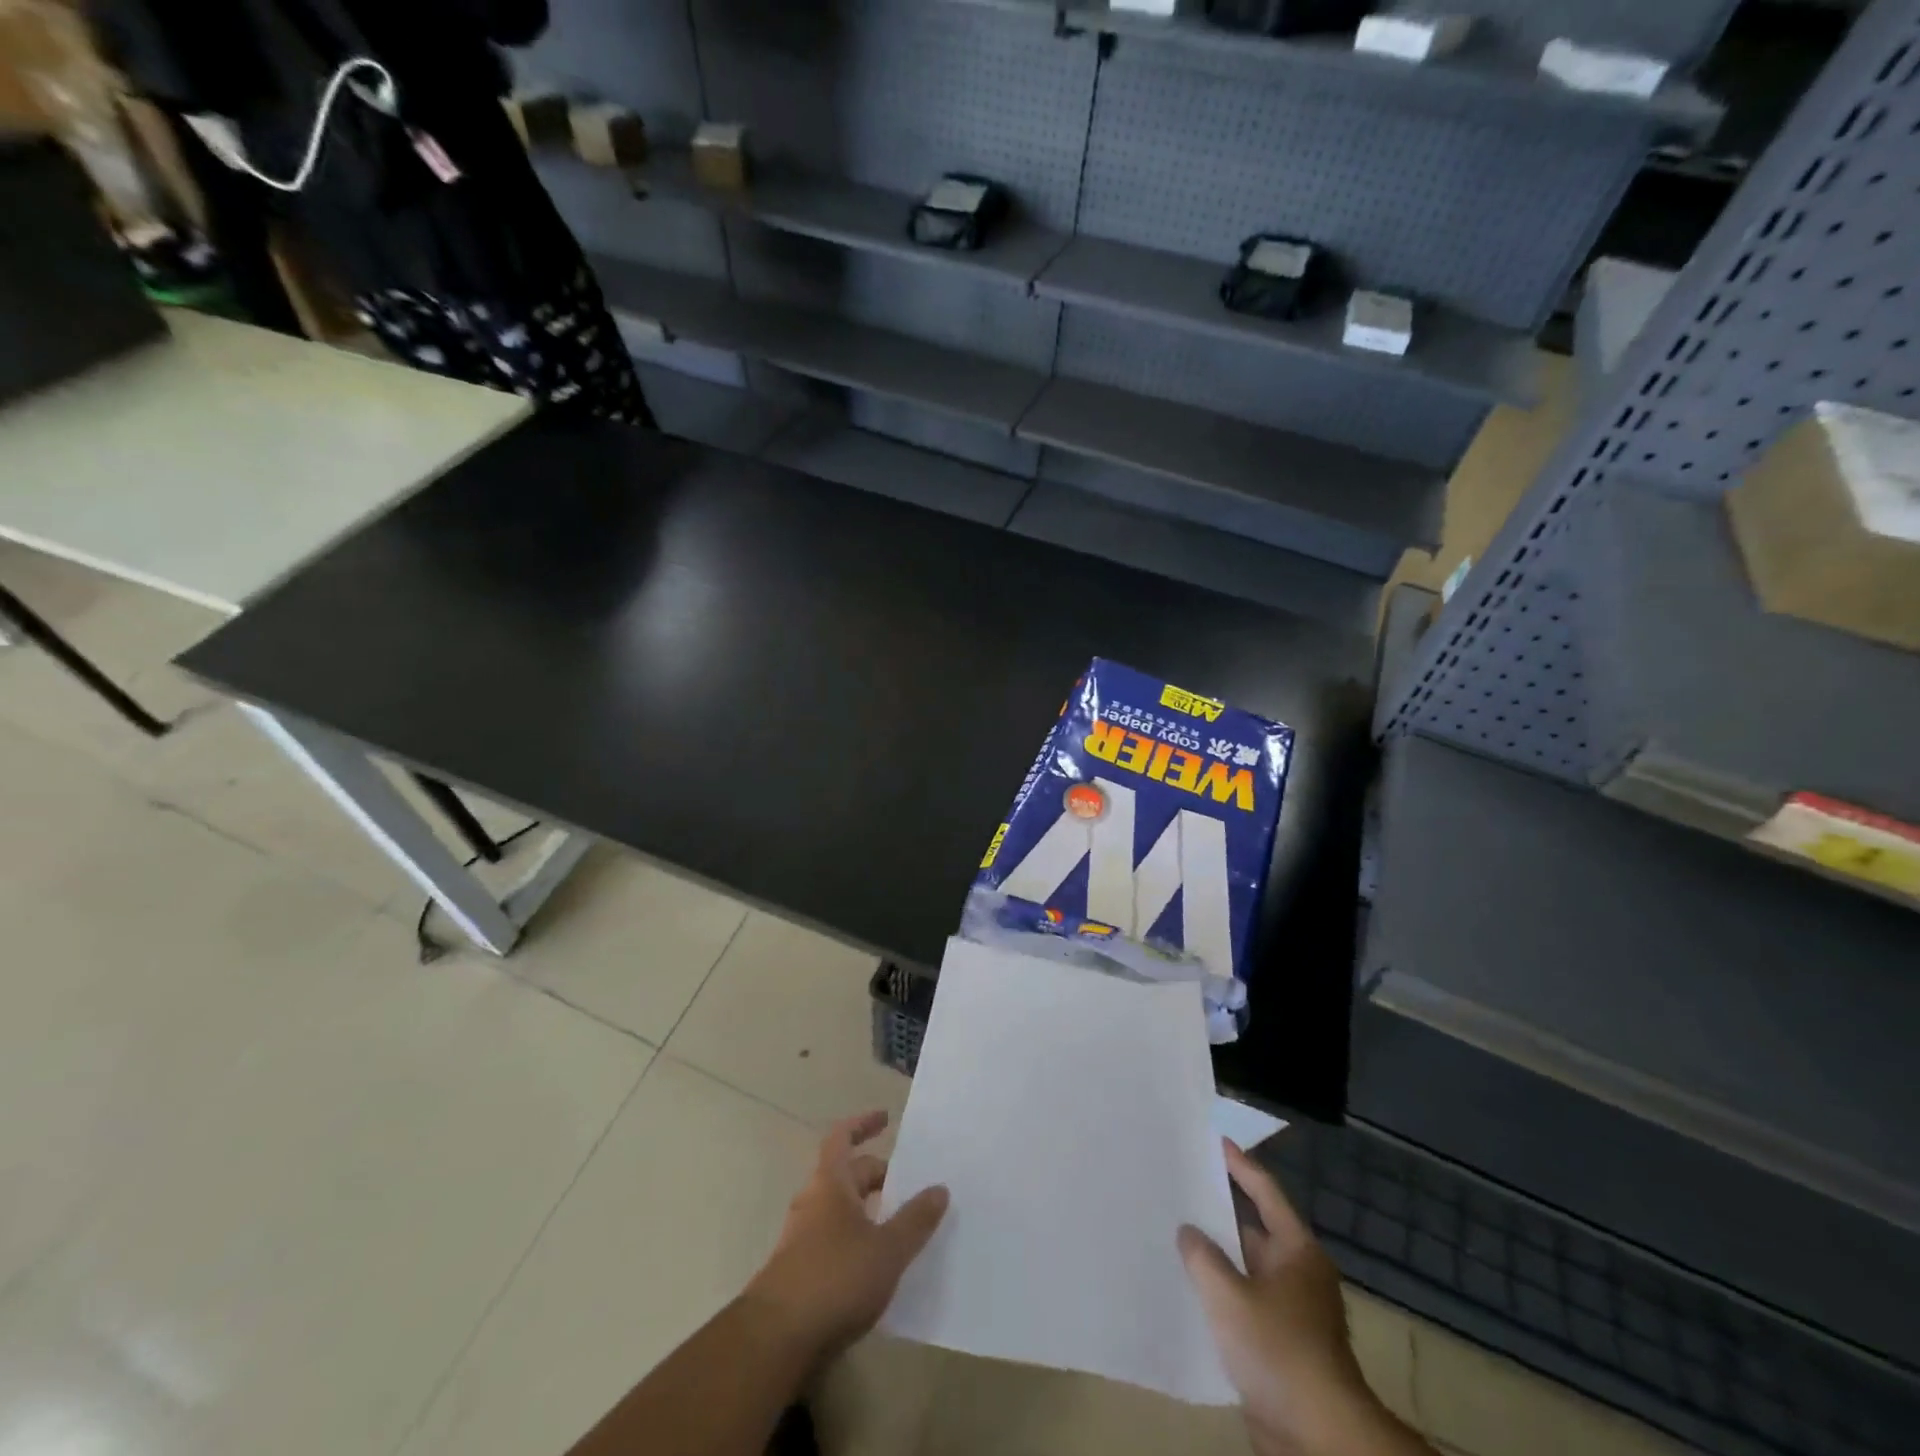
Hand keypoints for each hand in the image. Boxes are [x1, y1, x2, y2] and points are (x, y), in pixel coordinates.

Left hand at [744, 1111, 949, 1364]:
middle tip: (909, 1185)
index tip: (886, 1118)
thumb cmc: (835, 1278)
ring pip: (839, 1210)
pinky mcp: (799, 1272)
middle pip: (846, 1175)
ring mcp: (801, 1238)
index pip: (843, 1137)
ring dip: (867, 1210)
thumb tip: (940, 1188)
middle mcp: (812, 1202)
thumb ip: (915, 1219)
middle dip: (876, 1175)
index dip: (863, 1123)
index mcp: (830, 1183)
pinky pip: (833, 1240)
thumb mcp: (887, 1249)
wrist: (775, 1339)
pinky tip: (876, 1265)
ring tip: (899, 1224)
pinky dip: (856, 1240)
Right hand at [1180, 1142, 1423, 1455]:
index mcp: (1297, 1251)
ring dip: (1217, 1256)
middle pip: (1254, 1229)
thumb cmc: (1278, 1350)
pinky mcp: (1281, 1343)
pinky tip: (1189, 1287)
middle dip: (1219, 1210)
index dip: (1240, 1165)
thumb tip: (1189, 1231)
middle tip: (1182, 1185)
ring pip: (1246, 1268)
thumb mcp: (1229, 1296)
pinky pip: (1245, 1301)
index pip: (1266, 1193)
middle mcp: (1298, 1273)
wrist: (1318, 1436)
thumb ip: (1202, 1257)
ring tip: (1175, 1232)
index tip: (1217, 1141)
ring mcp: (1291, 1311)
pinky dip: (1220, 1291)